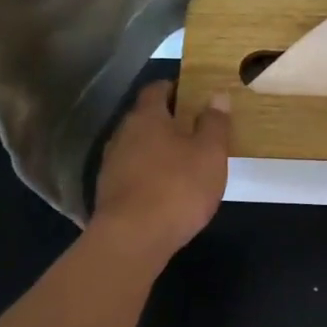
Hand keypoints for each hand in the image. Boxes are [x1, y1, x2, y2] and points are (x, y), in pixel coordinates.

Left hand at [90, 82, 230, 263]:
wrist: (132, 239)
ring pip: (139, 145)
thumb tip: (216, 96)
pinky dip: (150, 172)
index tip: (195, 94)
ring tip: (185, 159)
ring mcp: (112, 163)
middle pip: (146, 117)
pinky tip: (167, 187)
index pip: (157, 88)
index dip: (176, 87)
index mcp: (147, 116)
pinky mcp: (110, 191)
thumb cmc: (177, 187)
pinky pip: (134, 170)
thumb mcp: (209, 154)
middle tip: (197, 127)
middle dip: (169, 119)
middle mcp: (123, 133)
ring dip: (159, 148)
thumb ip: (214, 123)